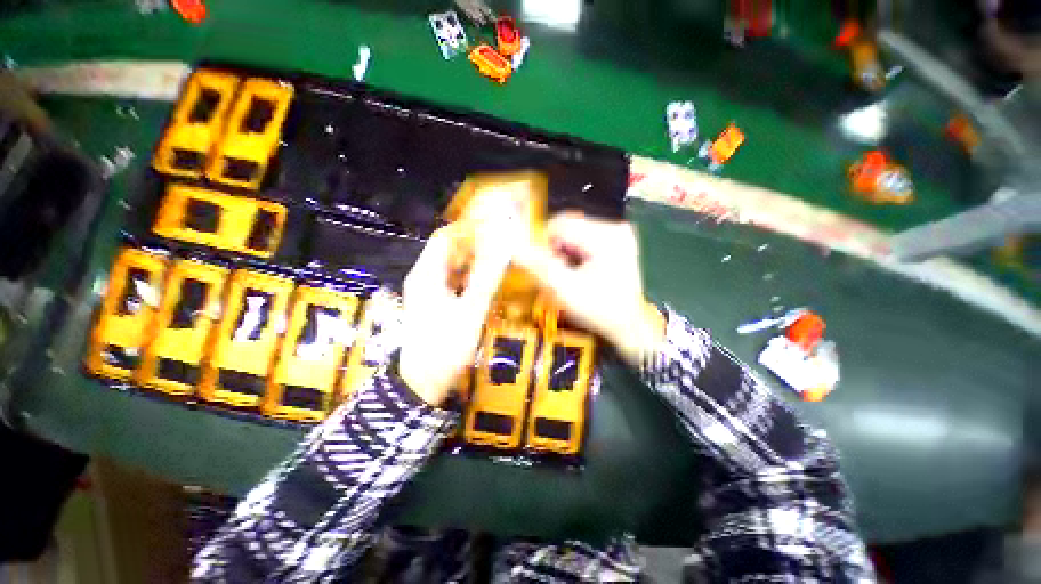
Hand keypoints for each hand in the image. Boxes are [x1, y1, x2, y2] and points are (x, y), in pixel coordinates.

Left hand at [398, 222, 510, 405]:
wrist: (420, 385)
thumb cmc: (444, 347)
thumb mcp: (470, 311)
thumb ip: (486, 279)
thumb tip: (503, 248)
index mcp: (427, 274)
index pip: (446, 237)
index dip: (470, 229)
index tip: (496, 227)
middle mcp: (425, 278)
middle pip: (450, 251)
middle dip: (476, 246)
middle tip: (504, 245)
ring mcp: (429, 293)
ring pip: (454, 268)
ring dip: (475, 262)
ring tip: (501, 261)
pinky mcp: (435, 305)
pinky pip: (455, 283)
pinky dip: (470, 279)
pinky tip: (488, 284)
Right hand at [517, 212, 665, 365]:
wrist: (630, 327)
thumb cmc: (599, 310)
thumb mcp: (565, 290)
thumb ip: (539, 267)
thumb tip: (515, 249)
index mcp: (606, 236)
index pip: (561, 224)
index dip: (543, 243)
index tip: (542, 266)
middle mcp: (616, 227)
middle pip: (569, 227)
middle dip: (556, 249)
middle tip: (557, 273)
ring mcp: (620, 234)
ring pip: (576, 233)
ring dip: (565, 251)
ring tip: (569, 274)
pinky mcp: (620, 242)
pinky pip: (587, 239)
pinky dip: (576, 253)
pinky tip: (580, 271)